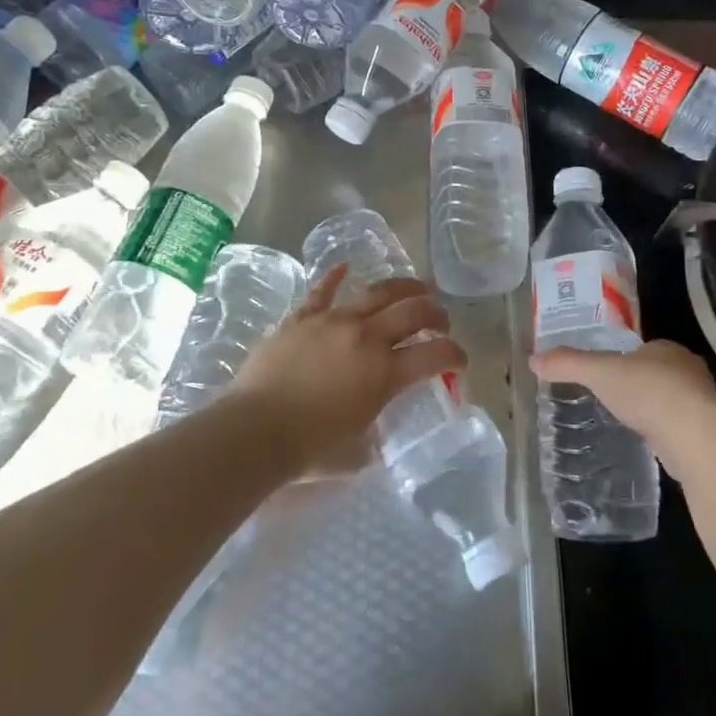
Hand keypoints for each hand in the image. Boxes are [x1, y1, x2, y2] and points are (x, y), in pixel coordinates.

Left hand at [232, 265, 465, 476]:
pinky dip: (335, 276)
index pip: (435, 356)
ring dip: (402, 288)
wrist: (255, 430)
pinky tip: (345, 266)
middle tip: (441, 320)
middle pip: (413, 312)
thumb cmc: (308, 448)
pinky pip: (322, 291)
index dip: (455, 355)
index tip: (460, 360)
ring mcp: (333, 321)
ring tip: (415, 288)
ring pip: (376, 292)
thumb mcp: (356, 449)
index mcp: (385, 373)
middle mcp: (366, 338)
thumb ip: (373, 435)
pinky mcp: (302, 318)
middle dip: (435, 313)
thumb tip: (375, 436)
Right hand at [529, 339, 715, 453]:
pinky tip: (647, 442)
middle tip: (614, 396)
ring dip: (654, 409)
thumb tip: (532, 359)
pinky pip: (677, 429)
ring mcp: (700, 405)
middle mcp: (689, 372)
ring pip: (672, 402)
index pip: (644, 349)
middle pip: (660, 374)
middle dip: (640, 383)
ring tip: (627, 421)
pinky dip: (662, 433)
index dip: (626, 358)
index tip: (608, 371)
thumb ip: (567, 364)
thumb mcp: (599, 372)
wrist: (694, 435)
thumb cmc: (647, 391)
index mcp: (667, 349)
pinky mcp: (704, 435)